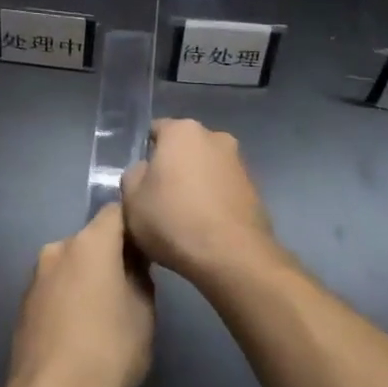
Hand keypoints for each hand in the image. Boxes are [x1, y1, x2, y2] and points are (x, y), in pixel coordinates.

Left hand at [7, 204, 153, 386]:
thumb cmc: (108, 353)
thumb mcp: (144, 314)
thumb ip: (141, 277)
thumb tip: (133, 265)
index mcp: (90, 243)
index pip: (116, 212)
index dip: (134, 225)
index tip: (149, 248)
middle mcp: (58, 248)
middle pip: (92, 239)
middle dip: (111, 255)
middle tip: (132, 286)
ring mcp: (36, 276)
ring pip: (72, 263)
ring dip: (88, 277)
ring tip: (105, 314)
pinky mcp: (24, 303)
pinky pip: (56, 287)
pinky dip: (70, 297)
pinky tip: (80, 330)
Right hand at [120, 119, 275, 286]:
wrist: (232, 256)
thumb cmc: (174, 220)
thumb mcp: (132, 200)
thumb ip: (133, 176)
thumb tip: (146, 171)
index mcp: (183, 131)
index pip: (156, 130)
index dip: (146, 153)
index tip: (141, 179)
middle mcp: (215, 137)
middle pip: (184, 148)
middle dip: (174, 167)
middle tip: (160, 198)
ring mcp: (239, 162)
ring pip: (206, 168)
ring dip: (196, 183)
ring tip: (185, 217)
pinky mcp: (255, 189)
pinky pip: (224, 188)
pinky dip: (214, 200)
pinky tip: (206, 227)